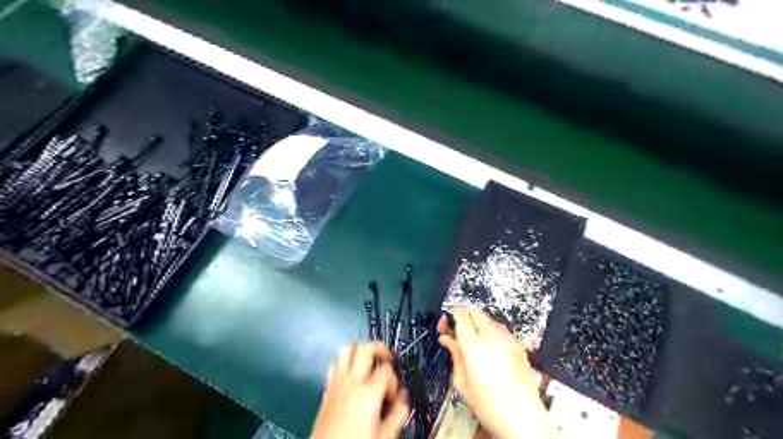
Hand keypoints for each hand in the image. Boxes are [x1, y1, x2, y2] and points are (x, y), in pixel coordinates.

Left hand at [311, 342, 409, 438]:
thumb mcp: (385, 436)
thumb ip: (398, 414)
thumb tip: (403, 399)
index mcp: (368, 394)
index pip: (386, 369)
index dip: (394, 378)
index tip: (394, 394)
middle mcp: (351, 383)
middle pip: (365, 348)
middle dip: (379, 349)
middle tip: (387, 360)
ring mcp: (336, 384)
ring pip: (346, 351)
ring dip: (359, 352)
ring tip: (369, 362)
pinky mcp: (326, 390)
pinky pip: (333, 365)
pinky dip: (344, 363)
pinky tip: (351, 374)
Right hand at [434, 305, 555, 437]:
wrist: (522, 418)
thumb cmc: (487, 404)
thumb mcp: (462, 382)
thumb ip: (454, 355)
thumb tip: (446, 339)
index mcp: (473, 344)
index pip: (460, 316)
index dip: (451, 314)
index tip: (445, 324)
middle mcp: (491, 336)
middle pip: (475, 311)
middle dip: (463, 313)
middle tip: (456, 326)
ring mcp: (507, 339)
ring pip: (488, 319)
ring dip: (477, 322)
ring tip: (472, 338)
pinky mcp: (518, 346)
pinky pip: (501, 330)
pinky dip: (491, 332)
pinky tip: (490, 347)